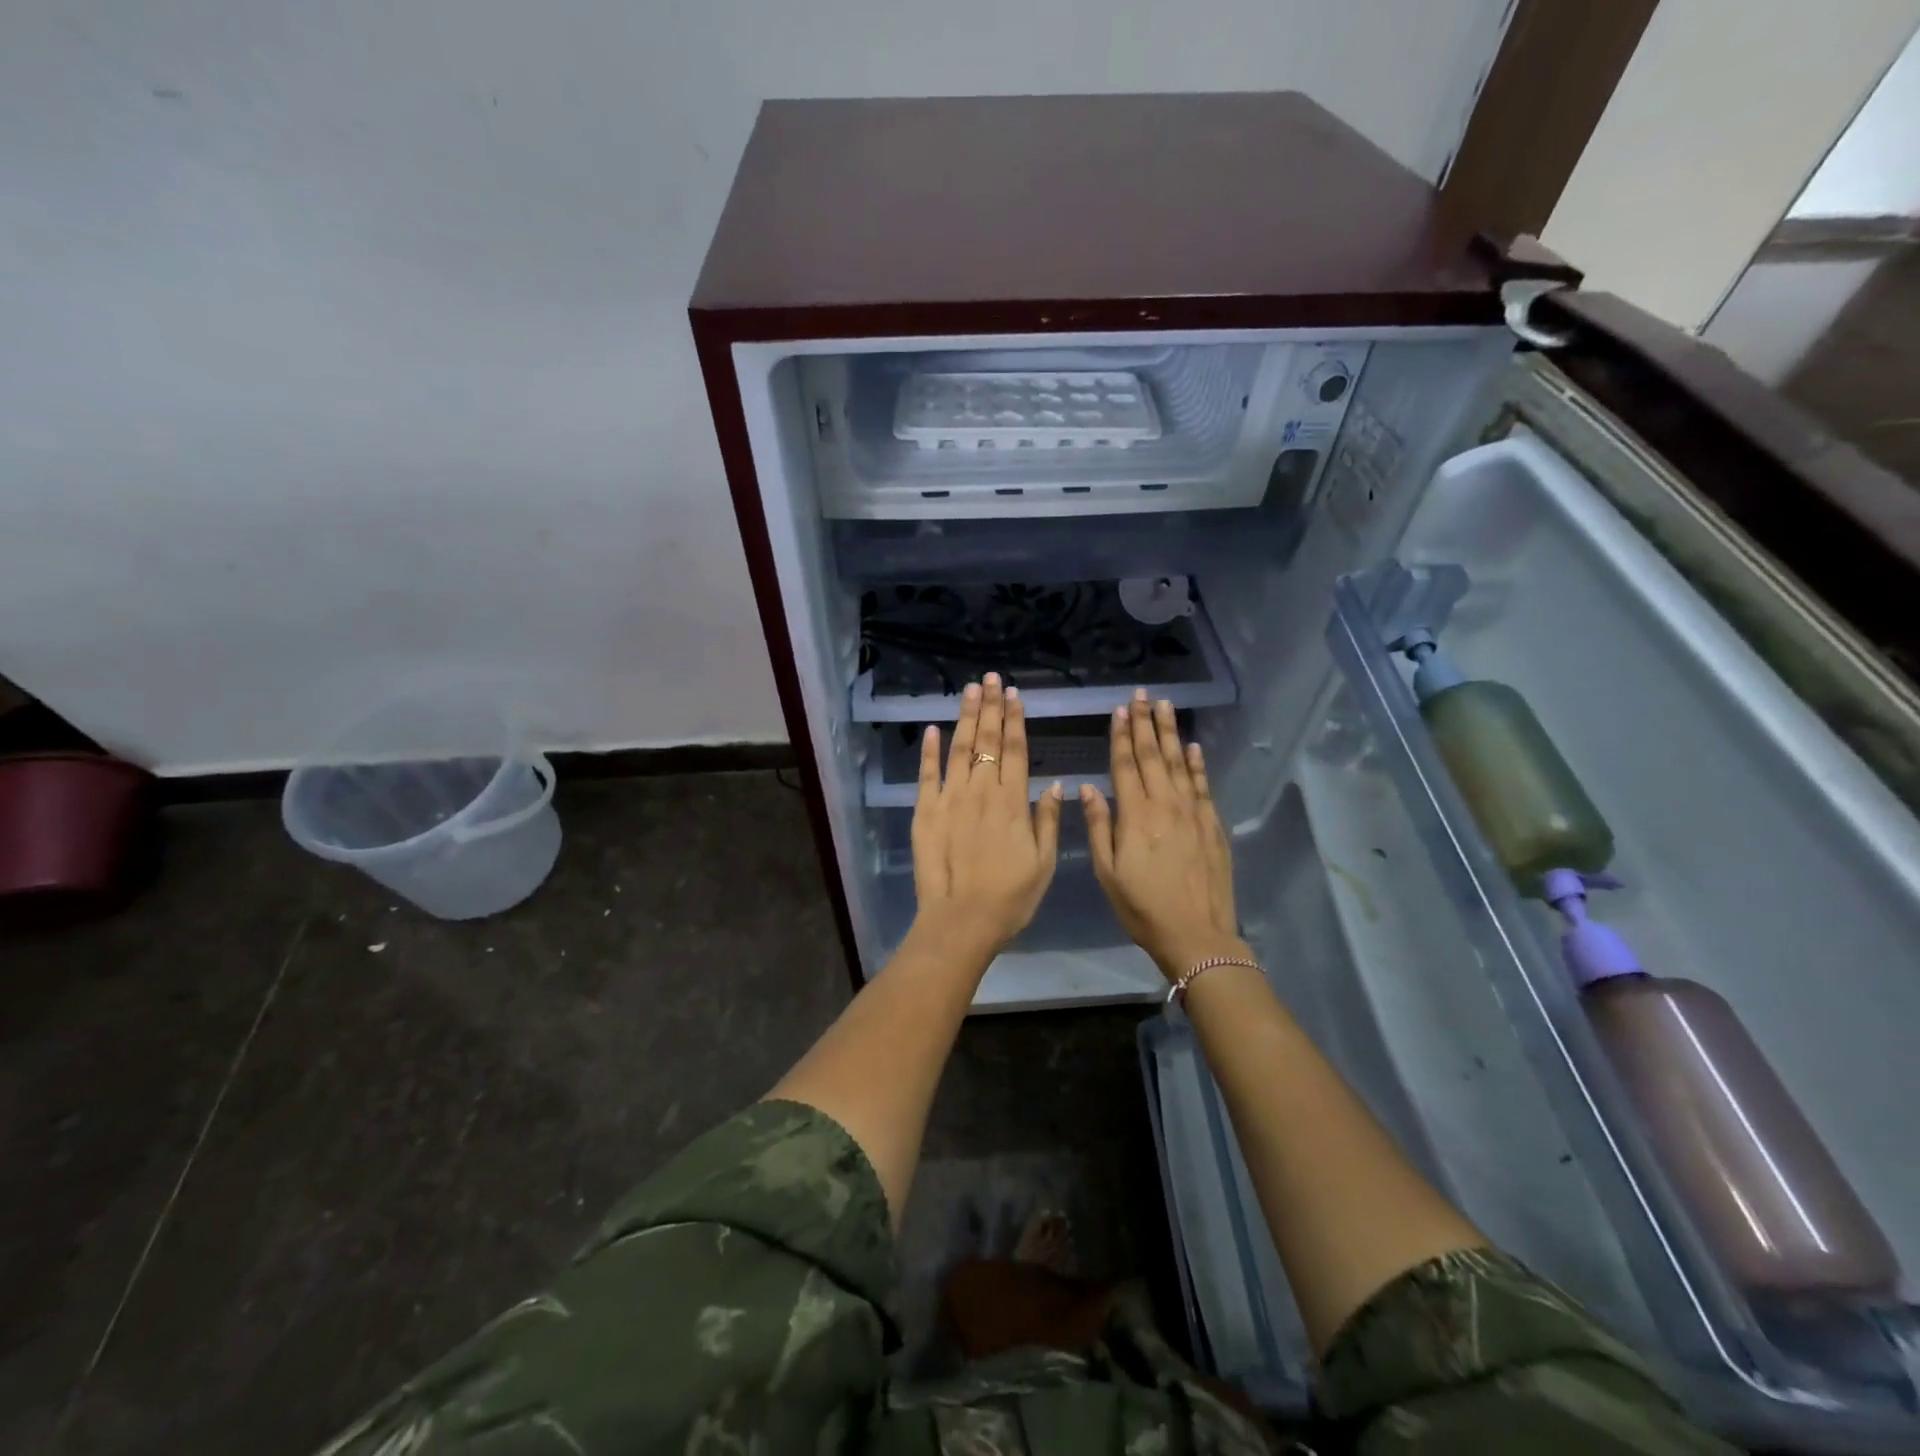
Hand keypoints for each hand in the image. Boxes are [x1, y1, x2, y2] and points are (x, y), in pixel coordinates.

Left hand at [911, 673, 1063, 960]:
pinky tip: (933, 728)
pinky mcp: (925, 811)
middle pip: (987, 741)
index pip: (1015, 751)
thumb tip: (1054, 784)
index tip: (1015, 695)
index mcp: (1012, 802)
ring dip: (965, 717)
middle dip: (991, 707)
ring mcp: (950, 798)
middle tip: (991, 679)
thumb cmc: (1010, 897)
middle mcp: (982, 791)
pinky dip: (929, 750)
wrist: (961, 920)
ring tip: (970, 689)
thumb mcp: (1044, 863)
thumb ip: (1048, 820)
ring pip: (959, 748)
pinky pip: (927, 774)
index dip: (1015, 721)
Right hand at [1083, 691, 1244, 980]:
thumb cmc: (1142, 907)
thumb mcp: (1107, 872)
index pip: (1125, 765)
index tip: (1120, 710)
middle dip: (1146, 724)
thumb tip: (1087, 788)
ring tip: (1166, 707)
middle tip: (1144, 696)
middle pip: (1153, 756)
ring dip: (1171, 734)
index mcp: (1135, 815)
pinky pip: (1203, 786)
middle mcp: (1165, 805)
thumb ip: (1098, 827)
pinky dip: (1198, 764)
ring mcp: (1193, 813)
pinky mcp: (1212, 825)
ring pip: (1180, 764)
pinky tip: (1194, 747)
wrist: (1196, 934)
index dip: (1121, 736)